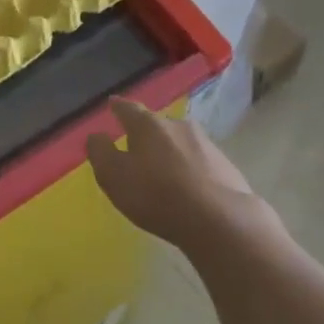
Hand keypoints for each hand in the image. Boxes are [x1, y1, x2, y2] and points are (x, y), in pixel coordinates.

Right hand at [86, 98, 272, 251]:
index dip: (118, 107)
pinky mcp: (226, 165)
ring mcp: (206, 143)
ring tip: (163, 170)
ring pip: (180, 142)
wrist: (220, 220)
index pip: (128, 109)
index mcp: (148, 125)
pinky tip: (189, 187)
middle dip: (146, 133)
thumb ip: (100, 152)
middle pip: (157, 124)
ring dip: (170, 151)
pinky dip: (190, 169)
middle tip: (136, 146)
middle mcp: (178, 125)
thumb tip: (97, 135)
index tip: (112, 103)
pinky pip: (200, 161)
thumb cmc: (156, 195)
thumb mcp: (114, 176)